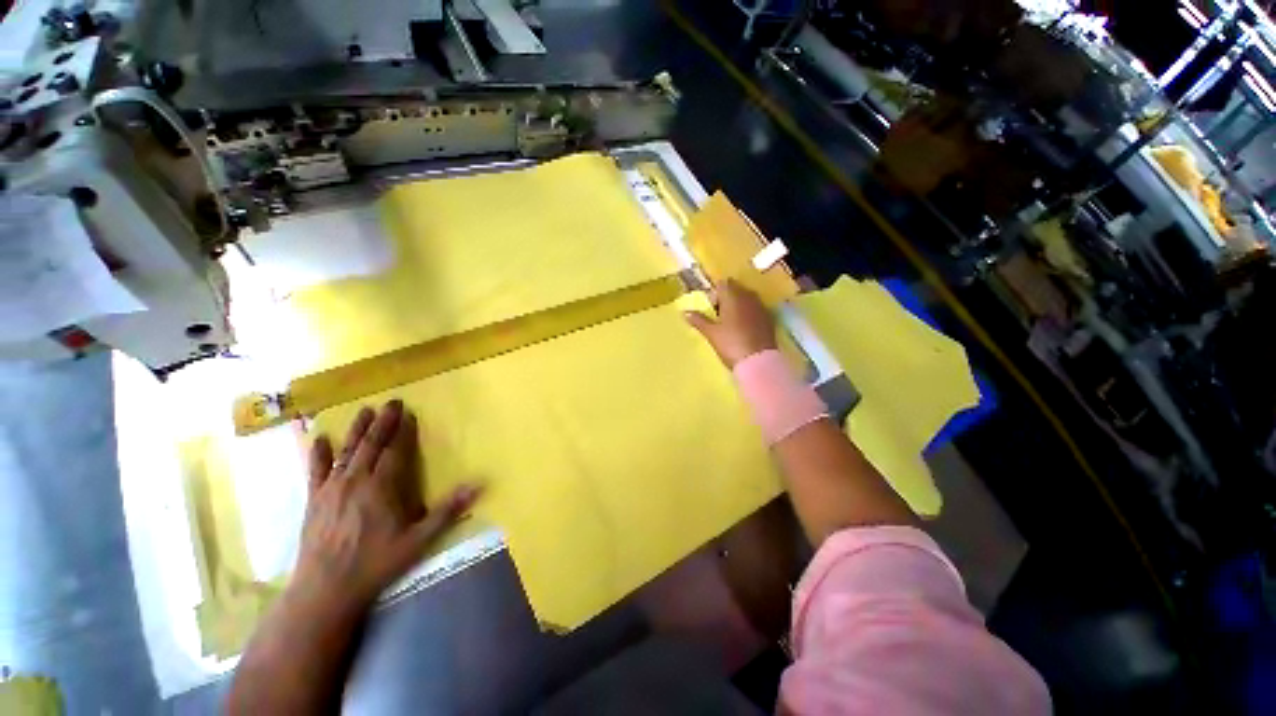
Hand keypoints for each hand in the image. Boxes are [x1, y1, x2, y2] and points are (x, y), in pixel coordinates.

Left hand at [293, 400, 479, 611]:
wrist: (325, 590)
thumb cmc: (376, 563)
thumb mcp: (418, 540)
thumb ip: (447, 511)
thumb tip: (478, 485)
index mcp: (382, 487)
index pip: (395, 451)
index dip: (403, 432)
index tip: (409, 413)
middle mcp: (356, 481)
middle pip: (371, 445)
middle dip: (383, 422)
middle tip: (392, 402)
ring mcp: (332, 489)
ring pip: (346, 452)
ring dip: (357, 430)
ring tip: (365, 410)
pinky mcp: (314, 500)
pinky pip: (316, 471)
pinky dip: (319, 454)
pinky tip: (320, 439)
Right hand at [685, 280, 777, 367]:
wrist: (757, 362)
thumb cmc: (730, 344)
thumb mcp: (711, 333)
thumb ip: (698, 320)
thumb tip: (685, 312)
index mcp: (732, 296)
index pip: (722, 284)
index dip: (714, 294)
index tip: (710, 309)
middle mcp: (748, 296)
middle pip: (735, 289)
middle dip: (726, 298)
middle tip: (718, 316)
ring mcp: (761, 307)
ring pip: (747, 298)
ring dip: (738, 306)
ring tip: (730, 323)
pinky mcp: (769, 318)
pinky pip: (755, 309)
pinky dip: (748, 314)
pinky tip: (743, 329)